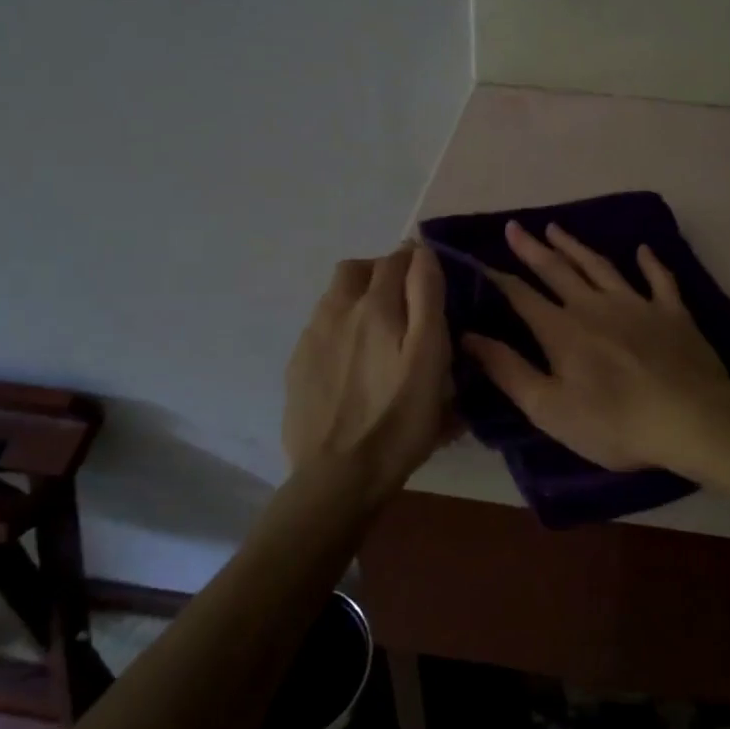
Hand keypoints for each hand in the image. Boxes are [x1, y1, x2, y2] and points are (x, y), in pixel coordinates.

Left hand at [283, 243, 454, 508]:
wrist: (338, 476)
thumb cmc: (399, 420)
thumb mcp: (429, 358)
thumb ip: (427, 298)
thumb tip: (422, 253)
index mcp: (376, 307)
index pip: (397, 259)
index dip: (416, 260)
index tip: (431, 277)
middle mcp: (338, 310)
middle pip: (357, 268)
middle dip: (382, 272)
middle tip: (404, 302)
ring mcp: (312, 338)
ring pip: (335, 296)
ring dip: (358, 298)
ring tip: (378, 333)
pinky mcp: (298, 365)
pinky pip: (320, 327)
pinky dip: (340, 328)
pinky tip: (353, 363)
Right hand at [461, 221, 729, 471]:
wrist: (690, 418)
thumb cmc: (613, 422)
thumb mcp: (549, 408)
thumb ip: (508, 370)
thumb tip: (468, 337)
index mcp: (562, 330)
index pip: (522, 296)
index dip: (498, 278)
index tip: (479, 261)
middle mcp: (594, 306)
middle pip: (557, 270)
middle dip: (532, 249)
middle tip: (515, 226)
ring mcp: (636, 304)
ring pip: (600, 266)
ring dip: (576, 246)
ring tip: (557, 228)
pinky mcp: (672, 312)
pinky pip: (660, 279)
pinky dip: (650, 262)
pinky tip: (643, 249)